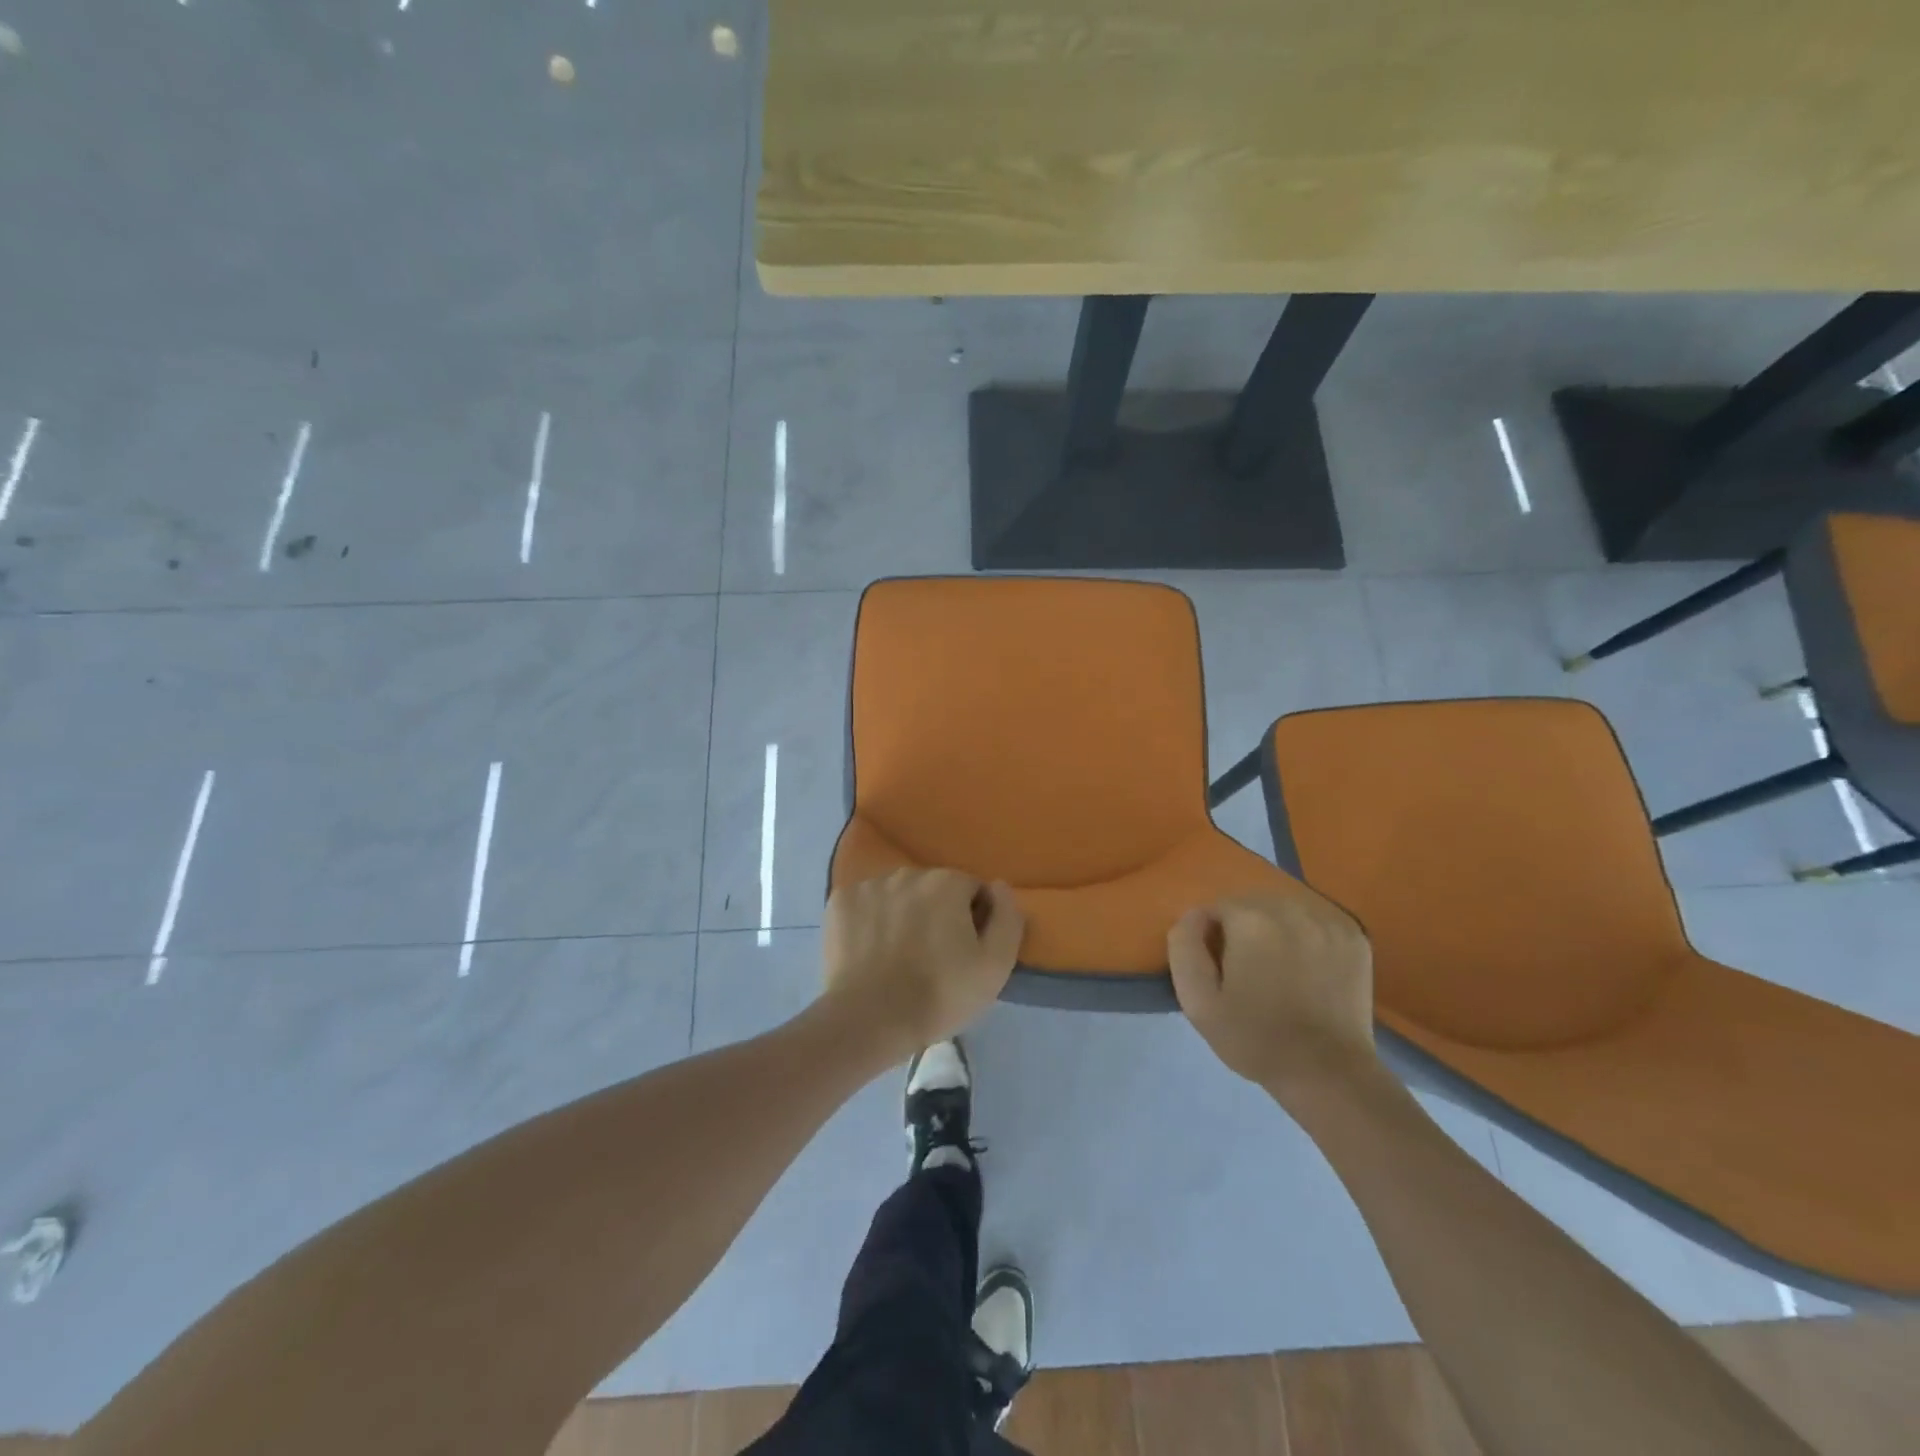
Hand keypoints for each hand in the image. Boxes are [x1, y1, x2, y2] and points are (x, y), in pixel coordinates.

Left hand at [821, 868, 1024, 1060]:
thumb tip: (999, 886)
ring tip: (899, 957)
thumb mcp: (995, 965)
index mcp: (947, 882)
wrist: (869, 1020)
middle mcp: (907, 873)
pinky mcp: (839, 903)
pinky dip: (870, 921)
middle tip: (933, 958)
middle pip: (934, 889)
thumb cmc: (939, 994)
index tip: (965, 953)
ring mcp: (869, 885)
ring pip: (898, 895)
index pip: (972, 891)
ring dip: (904, 915)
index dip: (974, 921)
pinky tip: (871, 951)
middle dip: (938, 914)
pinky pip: (865, 904)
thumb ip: (1008, 917)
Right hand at [1168, 891, 1378, 1109]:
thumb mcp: (1198, 1001)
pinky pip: (1316, 922)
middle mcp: (1291, 910)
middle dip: (1244, 929)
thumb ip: (1184, 948)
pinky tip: (1308, 968)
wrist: (1327, 1073)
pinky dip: (1307, 937)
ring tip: (1279, 969)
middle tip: (1248, 971)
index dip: (1212, 938)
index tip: (1220, 970)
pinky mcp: (1354, 938)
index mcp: (1251, 920)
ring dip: (1275, 929)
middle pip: (1252, 904)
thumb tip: (1192, 916)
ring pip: (1286, 910)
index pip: (1217, 908)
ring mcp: (1328, 922)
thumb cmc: (1255, 1038)